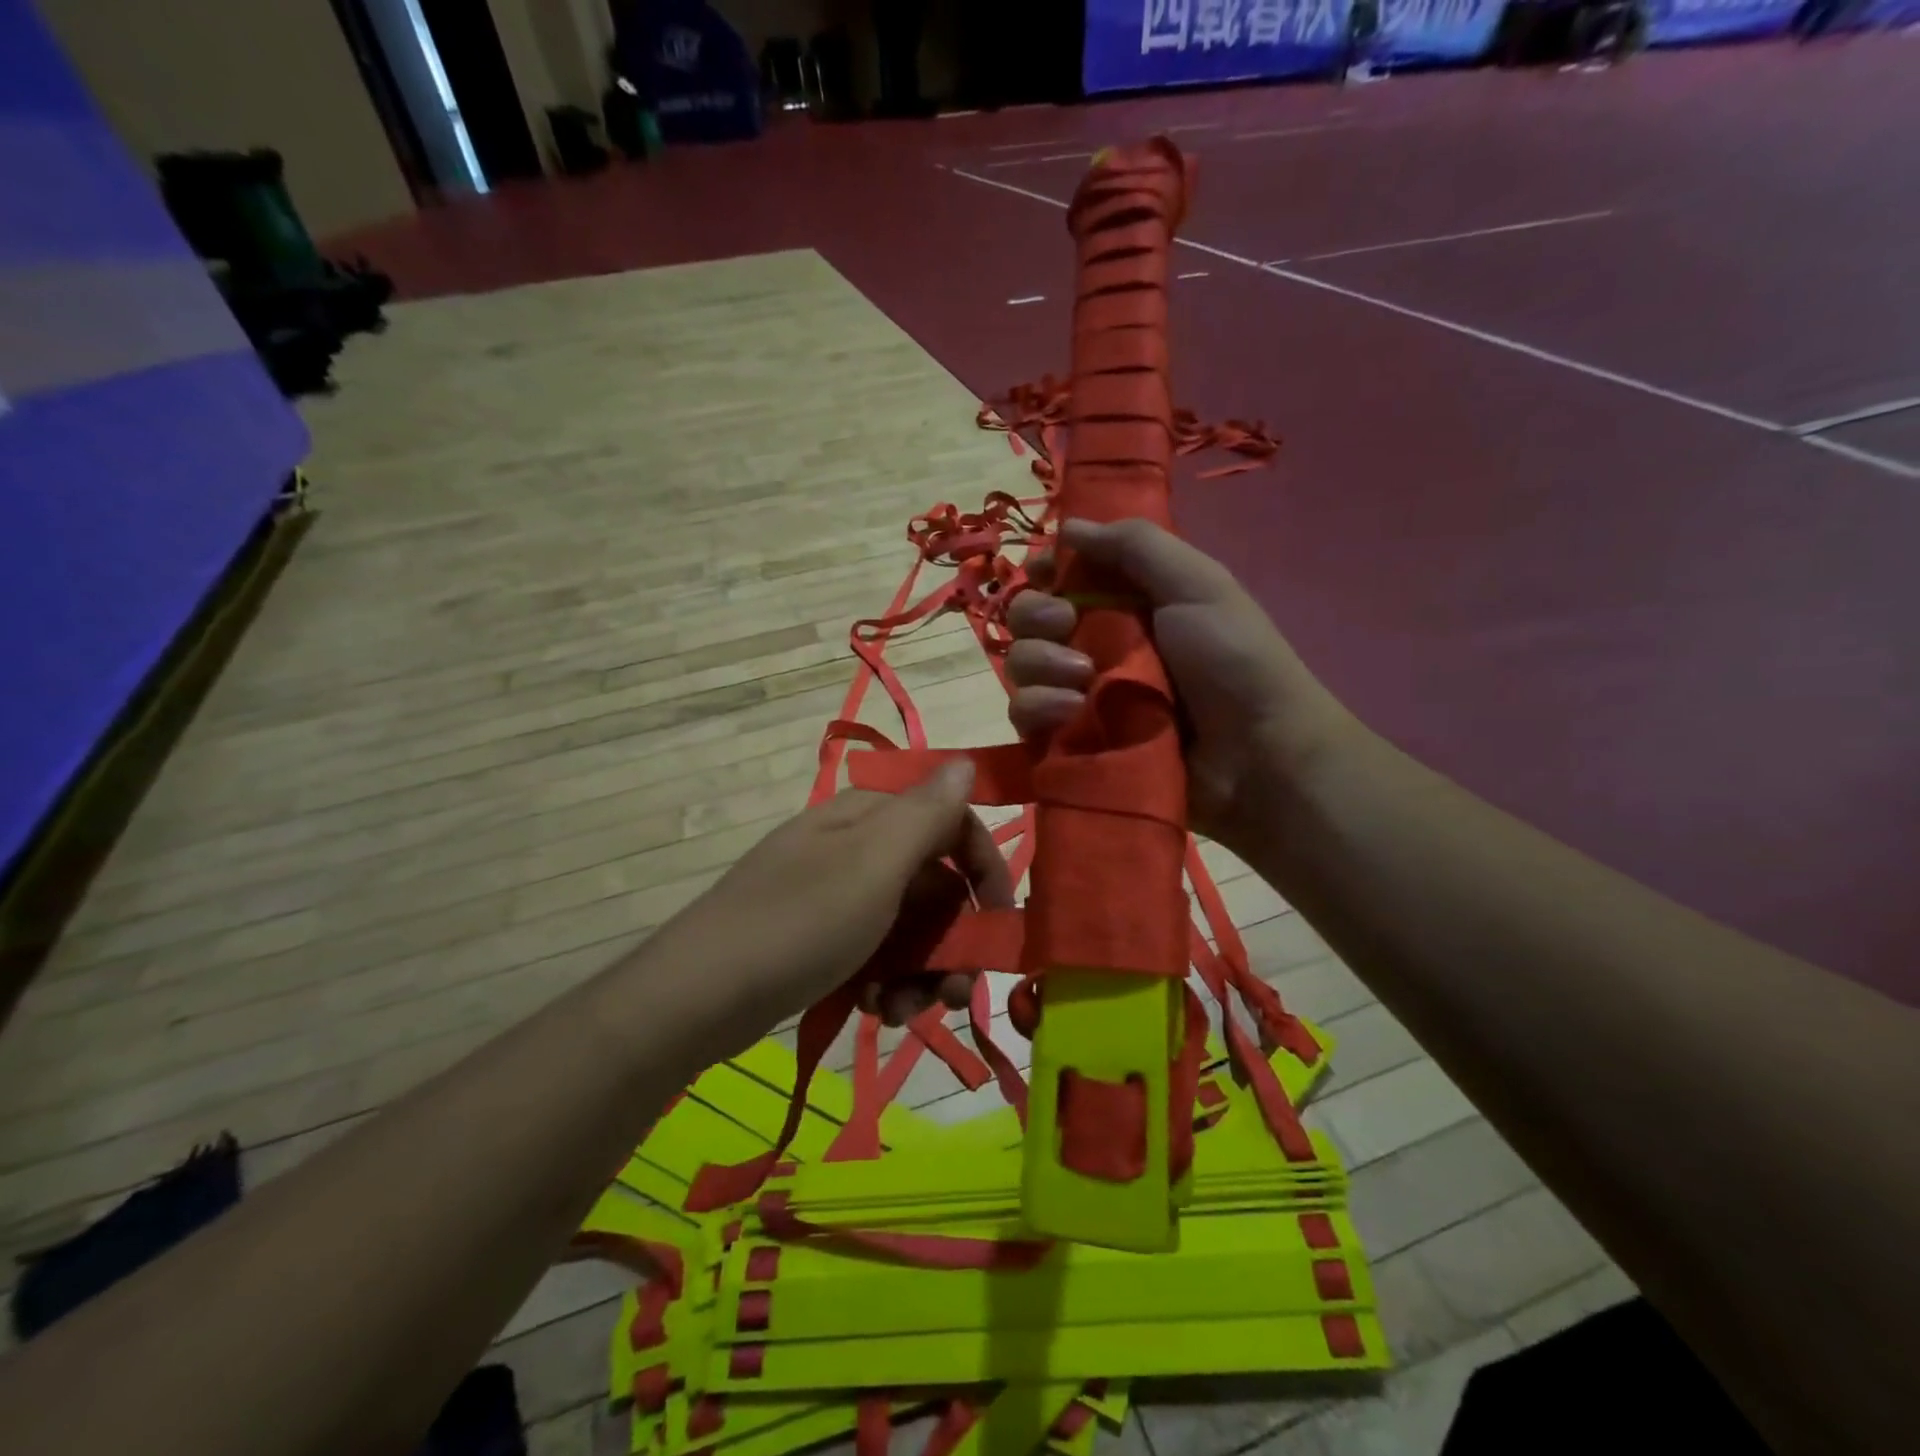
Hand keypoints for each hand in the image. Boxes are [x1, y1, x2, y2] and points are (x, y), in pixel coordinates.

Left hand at [652, 763, 1013, 1044]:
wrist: (697, 996)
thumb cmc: (798, 923)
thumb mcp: (873, 864)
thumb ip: (927, 813)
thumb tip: (967, 762)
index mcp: (870, 817)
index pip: (951, 824)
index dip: (984, 869)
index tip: (1000, 921)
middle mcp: (856, 847)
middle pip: (933, 885)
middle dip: (952, 941)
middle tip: (955, 994)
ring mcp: (835, 894)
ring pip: (908, 927)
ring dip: (919, 971)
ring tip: (900, 1011)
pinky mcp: (819, 937)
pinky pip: (875, 952)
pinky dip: (884, 981)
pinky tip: (871, 1009)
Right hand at [1006, 518, 1355, 856]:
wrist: (1256, 755)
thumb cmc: (1233, 660)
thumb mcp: (1197, 585)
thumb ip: (1136, 546)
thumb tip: (1070, 525)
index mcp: (1125, 602)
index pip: (1061, 577)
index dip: (1044, 571)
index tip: (1044, 574)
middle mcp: (1095, 644)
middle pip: (1028, 619)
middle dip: (1036, 615)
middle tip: (1066, 625)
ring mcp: (1080, 695)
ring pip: (1021, 666)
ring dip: (1039, 664)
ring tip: (1082, 680)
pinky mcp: (1071, 739)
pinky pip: (1026, 716)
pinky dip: (1038, 708)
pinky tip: (1070, 712)